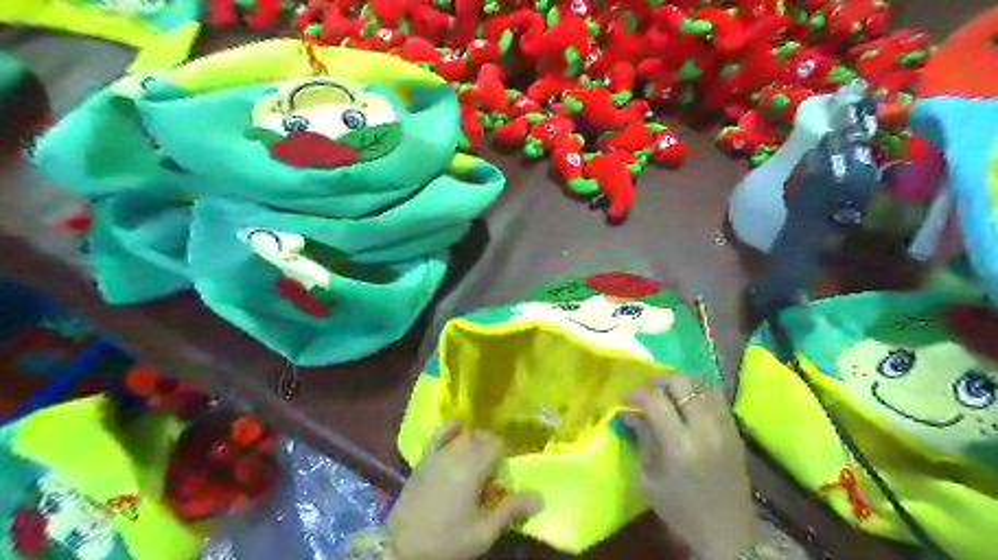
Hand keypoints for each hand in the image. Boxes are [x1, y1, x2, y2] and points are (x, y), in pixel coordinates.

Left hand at [384, 425, 541, 558]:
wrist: (403, 547)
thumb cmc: (447, 541)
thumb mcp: (483, 532)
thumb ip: (511, 510)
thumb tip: (540, 497)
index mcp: (472, 469)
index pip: (496, 444)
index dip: (505, 452)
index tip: (507, 466)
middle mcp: (455, 455)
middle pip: (480, 437)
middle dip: (492, 446)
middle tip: (496, 465)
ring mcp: (437, 455)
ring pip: (463, 436)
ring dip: (475, 440)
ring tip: (480, 455)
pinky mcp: (423, 459)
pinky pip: (438, 435)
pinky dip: (450, 428)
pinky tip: (459, 427)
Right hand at [622, 375, 756, 559]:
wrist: (728, 535)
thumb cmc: (681, 511)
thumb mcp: (650, 479)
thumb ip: (642, 438)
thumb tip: (628, 412)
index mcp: (680, 446)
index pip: (656, 399)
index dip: (636, 393)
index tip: (625, 399)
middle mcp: (705, 429)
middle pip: (681, 382)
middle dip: (658, 381)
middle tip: (645, 392)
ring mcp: (725, 428)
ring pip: (702, 383)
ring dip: (679, 382)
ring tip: (666, 393)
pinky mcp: (736, 431)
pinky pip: (716, 396)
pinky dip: (697, 390)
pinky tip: (686, 402)